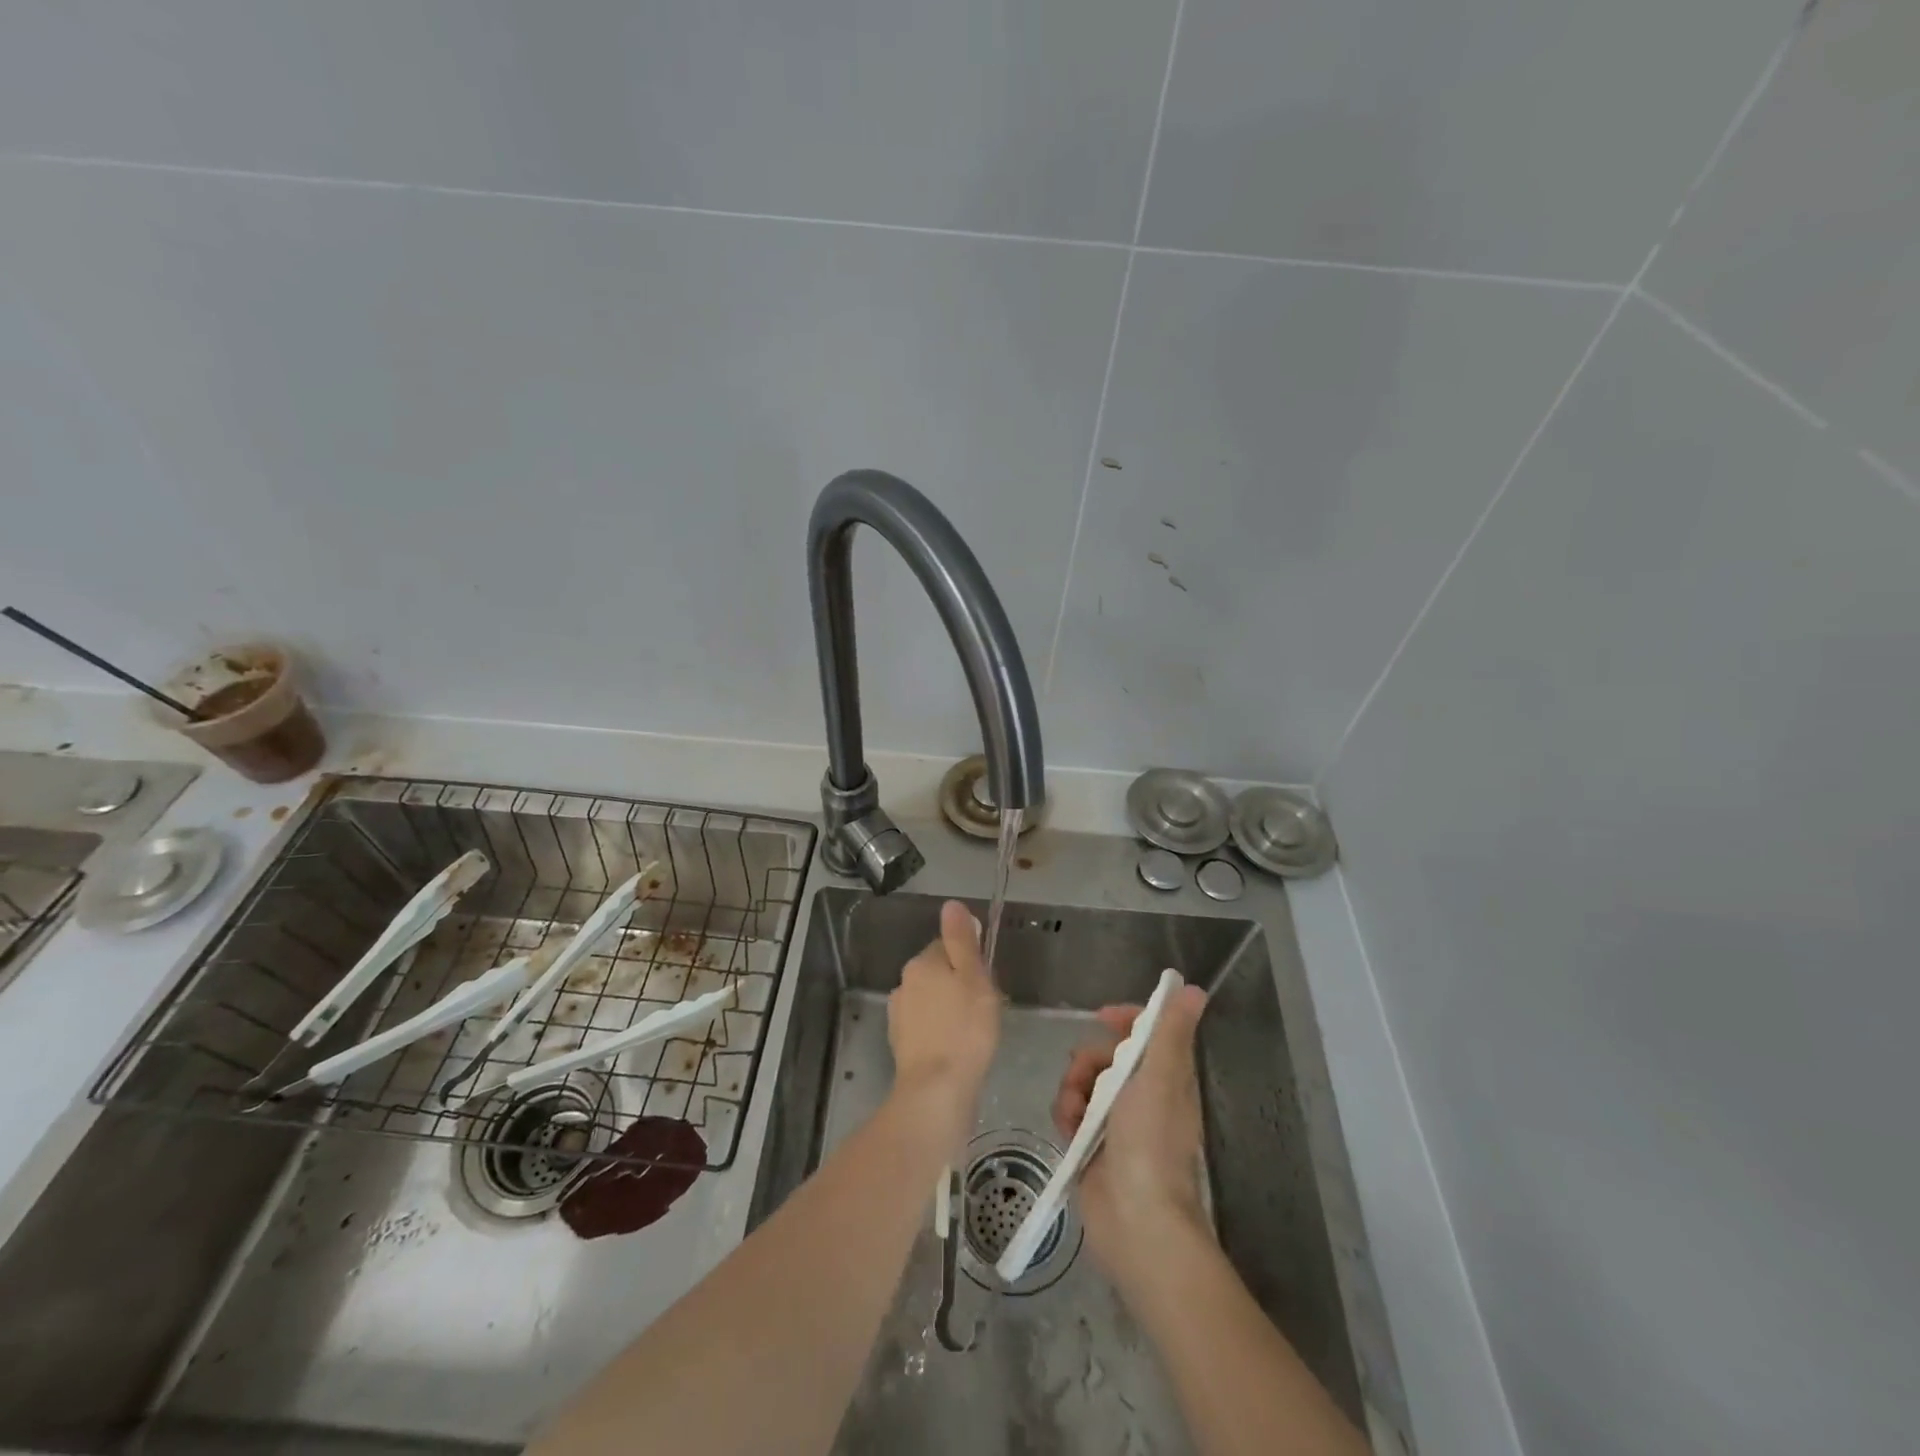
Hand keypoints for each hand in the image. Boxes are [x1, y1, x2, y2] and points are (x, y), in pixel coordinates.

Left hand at [888, 900, 999, 1145]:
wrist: (936, 1091)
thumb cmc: (965, 1030)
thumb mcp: (973, 978)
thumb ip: (962, 940)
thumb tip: (952, 905)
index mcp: (922, 963)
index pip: (947, 946)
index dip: (970, 961)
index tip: (986, 983)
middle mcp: (904, 983)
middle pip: (937, 972)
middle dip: (958, 984)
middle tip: (983, 1008)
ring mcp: (898, 1015)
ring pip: (930, 1000)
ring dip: (947, 1009)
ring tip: (971, 1033)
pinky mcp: (900, 1044)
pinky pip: (925, 1027)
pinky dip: (938, 1032)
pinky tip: (955, 1049)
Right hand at [1053, 983, 1210, 1278]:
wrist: (1137, 1222)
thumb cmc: (1150, 1143)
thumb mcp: (1160, 1077)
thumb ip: (1170, 1031)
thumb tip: (1196, 989)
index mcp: (1165, 1077)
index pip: (1145, 1032)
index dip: (1124, 1019)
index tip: (1102, 1017)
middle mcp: (1142, 1095)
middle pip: (1105, 1055)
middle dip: (1088, 1060)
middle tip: (1083, 1079)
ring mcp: (1116, 1122)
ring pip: (1083, 1083)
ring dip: (1072, 1090)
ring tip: (1074, 1116)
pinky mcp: (1092, 1146)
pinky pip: (1071, 1112)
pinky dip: (1066, 1116)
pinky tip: (1068, 1131)